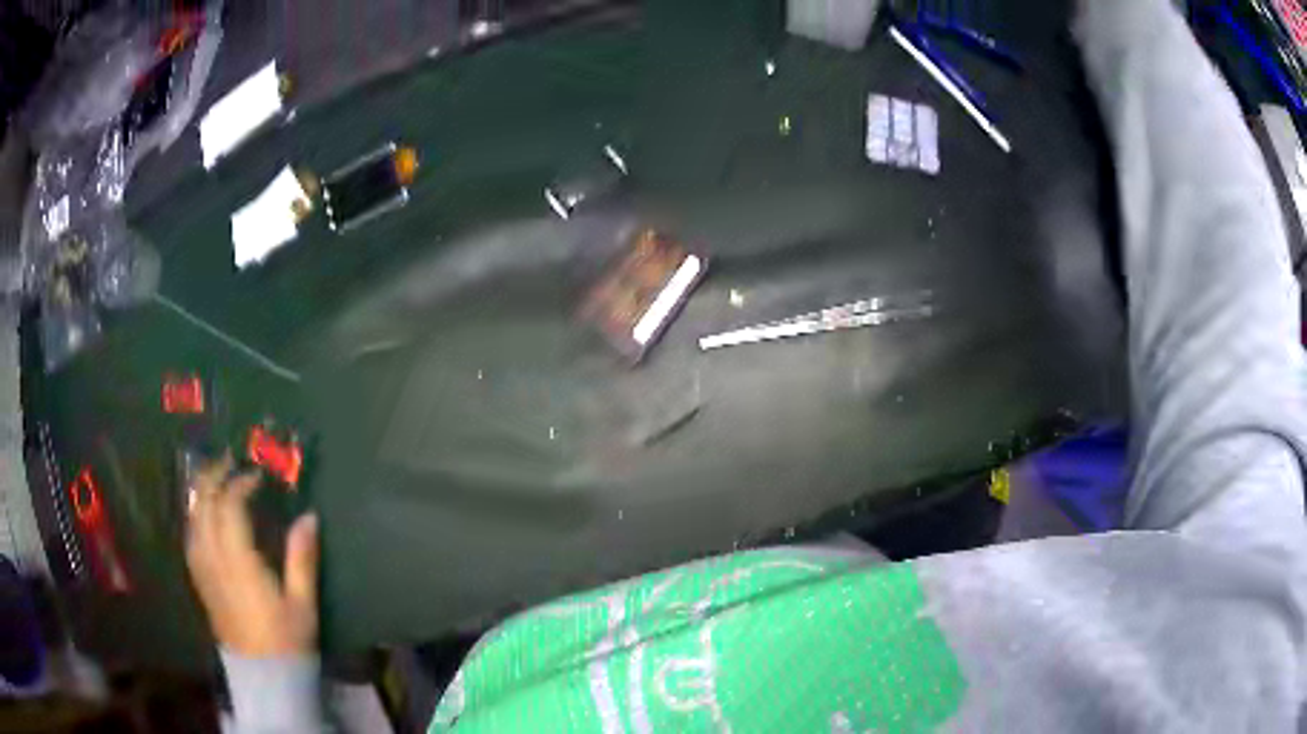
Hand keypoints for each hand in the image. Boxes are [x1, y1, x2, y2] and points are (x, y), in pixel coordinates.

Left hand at [184, 455, 319, 657]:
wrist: (264, 676)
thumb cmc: (287, 640)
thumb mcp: (302, 603)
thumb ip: (302, 558)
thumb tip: (309, 517)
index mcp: (239, 562)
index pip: (230, 507)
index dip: (241, 484)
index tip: (258, 476)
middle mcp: (214, 559)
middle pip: (204, 505)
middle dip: (214, 477)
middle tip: (230, 461)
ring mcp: (203, 570)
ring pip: (192, 518)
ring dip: (201, 492)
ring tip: (215, 479)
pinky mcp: (200, 581)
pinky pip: (191, 537)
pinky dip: (196, 516)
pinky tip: (204, 515)